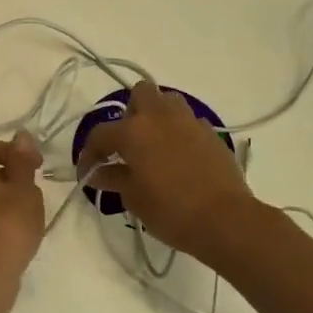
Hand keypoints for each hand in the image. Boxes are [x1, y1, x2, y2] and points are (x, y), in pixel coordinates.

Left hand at [0, 131, 45, 293]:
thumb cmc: (7, 227)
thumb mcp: (24, 190)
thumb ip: (22, 161)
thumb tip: (21, 136)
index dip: (8, 149)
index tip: (33, 164)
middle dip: (8, 172)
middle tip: (32, 188)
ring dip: (2, 196)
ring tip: (27, 212)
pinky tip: (14, 233)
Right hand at [79, 80, 256, 259]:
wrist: (224, 219)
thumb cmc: (170, 210)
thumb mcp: (134, 198)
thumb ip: (114, 179)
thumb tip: (98, 173)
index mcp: (134, 131)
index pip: (101, 134)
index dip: (89, 153)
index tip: (88, 172)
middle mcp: (160, 117)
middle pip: (140, 93)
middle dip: (130, 113)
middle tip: (128, 144)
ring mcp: (189, 121)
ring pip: (168, 101)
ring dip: (157, 116)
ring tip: (154, 145)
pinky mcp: (211, 133)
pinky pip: (189, 122)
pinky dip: (180, 132)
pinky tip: (179, 157)